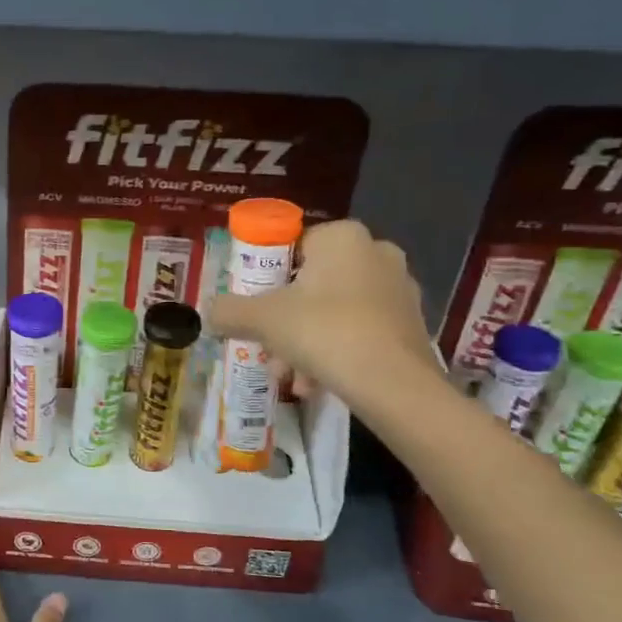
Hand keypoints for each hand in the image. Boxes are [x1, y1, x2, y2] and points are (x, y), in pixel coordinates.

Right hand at [207, 219, 438, 408]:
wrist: (393, 383)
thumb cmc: (324, 332)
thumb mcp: (261, 319)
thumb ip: (230, 311)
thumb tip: (210, 312)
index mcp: (342, 237)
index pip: (291, 247)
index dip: (266, 279)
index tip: (255, 310)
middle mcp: (376, 252)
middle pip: (312, 284)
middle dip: (285, 321)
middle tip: (267, 349)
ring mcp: (399, 288)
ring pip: (334, 312)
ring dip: (306, 342)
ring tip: (291, 378)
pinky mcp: (412, 323)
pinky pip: (360, 331)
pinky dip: (335, 352)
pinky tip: (316, 384)